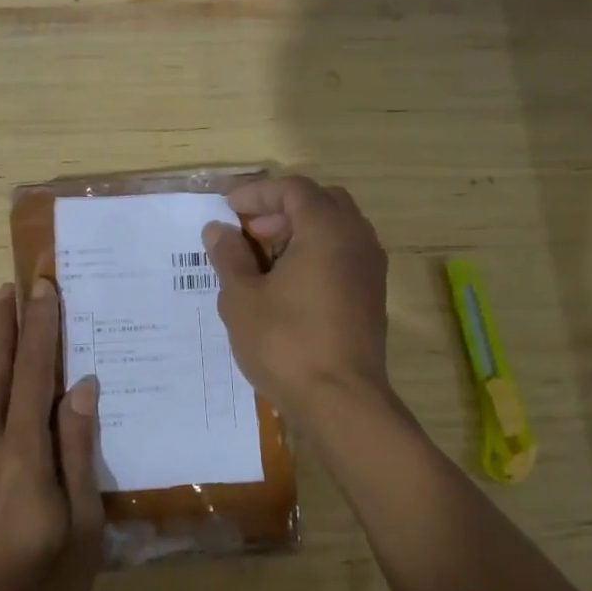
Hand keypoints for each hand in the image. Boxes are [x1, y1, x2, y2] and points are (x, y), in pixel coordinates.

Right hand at [202, 176, 390, 424]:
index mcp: (327, 229)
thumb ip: (229, 256)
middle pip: (320, 202)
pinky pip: (344, 255)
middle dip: (281, 209)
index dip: (257, 193)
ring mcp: (370, 268)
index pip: (293, 189)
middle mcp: (356, 239)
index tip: (228, 209)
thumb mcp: (242, 298)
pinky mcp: (372, 295)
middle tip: (249, 232)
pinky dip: (316, 254)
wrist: (341, 401)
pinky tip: (288, 285)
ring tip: (264, 260)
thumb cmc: (286, 342)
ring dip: (300, 232)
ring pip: (335, 229)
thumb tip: (218, 230)